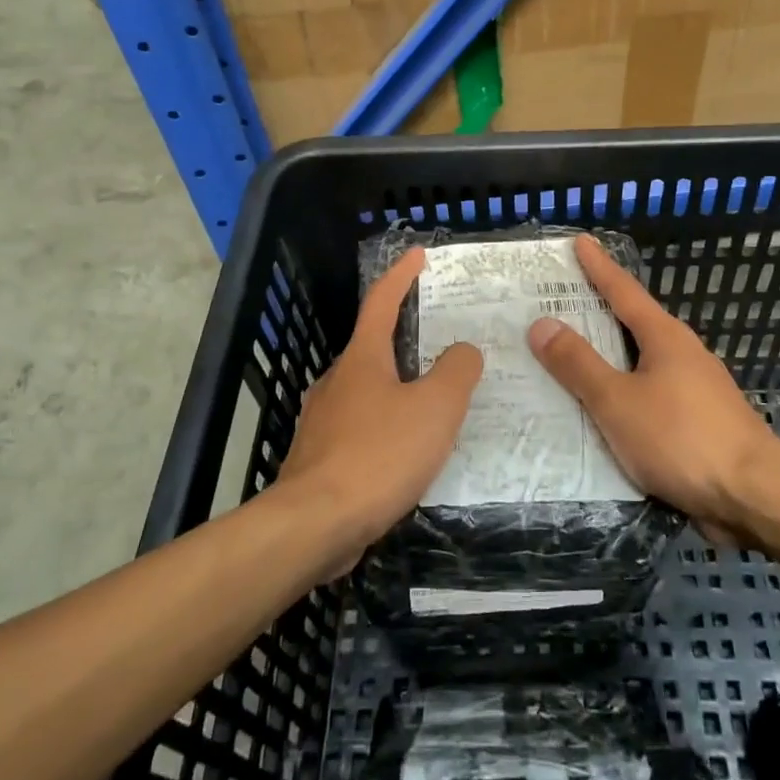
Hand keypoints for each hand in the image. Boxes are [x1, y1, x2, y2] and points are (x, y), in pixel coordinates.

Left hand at [276, 247, 483, 567]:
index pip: (382, 302)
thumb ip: (456, 372)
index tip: (418, 254)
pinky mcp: (321, 457)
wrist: (315, 525)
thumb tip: (463, 351)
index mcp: (362, 359)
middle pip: (374, 346)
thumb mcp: (435, 408)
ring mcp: (324, 420)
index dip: (401, 275)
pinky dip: (388, 424)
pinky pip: (363, 427)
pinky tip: (409, 450)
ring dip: (400, 386)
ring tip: (436, 400)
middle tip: (444, 340)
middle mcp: (338, 381)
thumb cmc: (379, 455)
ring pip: (369, 390)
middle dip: (406, 338)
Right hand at [528, 235, 779, 545]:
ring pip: (643, 361)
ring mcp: (697, 388)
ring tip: (574, 358)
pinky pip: (652, 393)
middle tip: (562, 301)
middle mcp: (683, 354)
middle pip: (635, 322)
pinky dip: (626, 390)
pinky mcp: (701, 421)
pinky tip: (608, 410)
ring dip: (611, 355)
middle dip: (600, 311)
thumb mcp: (617, 400)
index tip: (581, 241)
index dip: (599, 267)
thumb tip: (542, 323)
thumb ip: (578, 364)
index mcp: (664, 338)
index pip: (624, 291)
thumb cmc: (680, 438)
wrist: (752, 494)